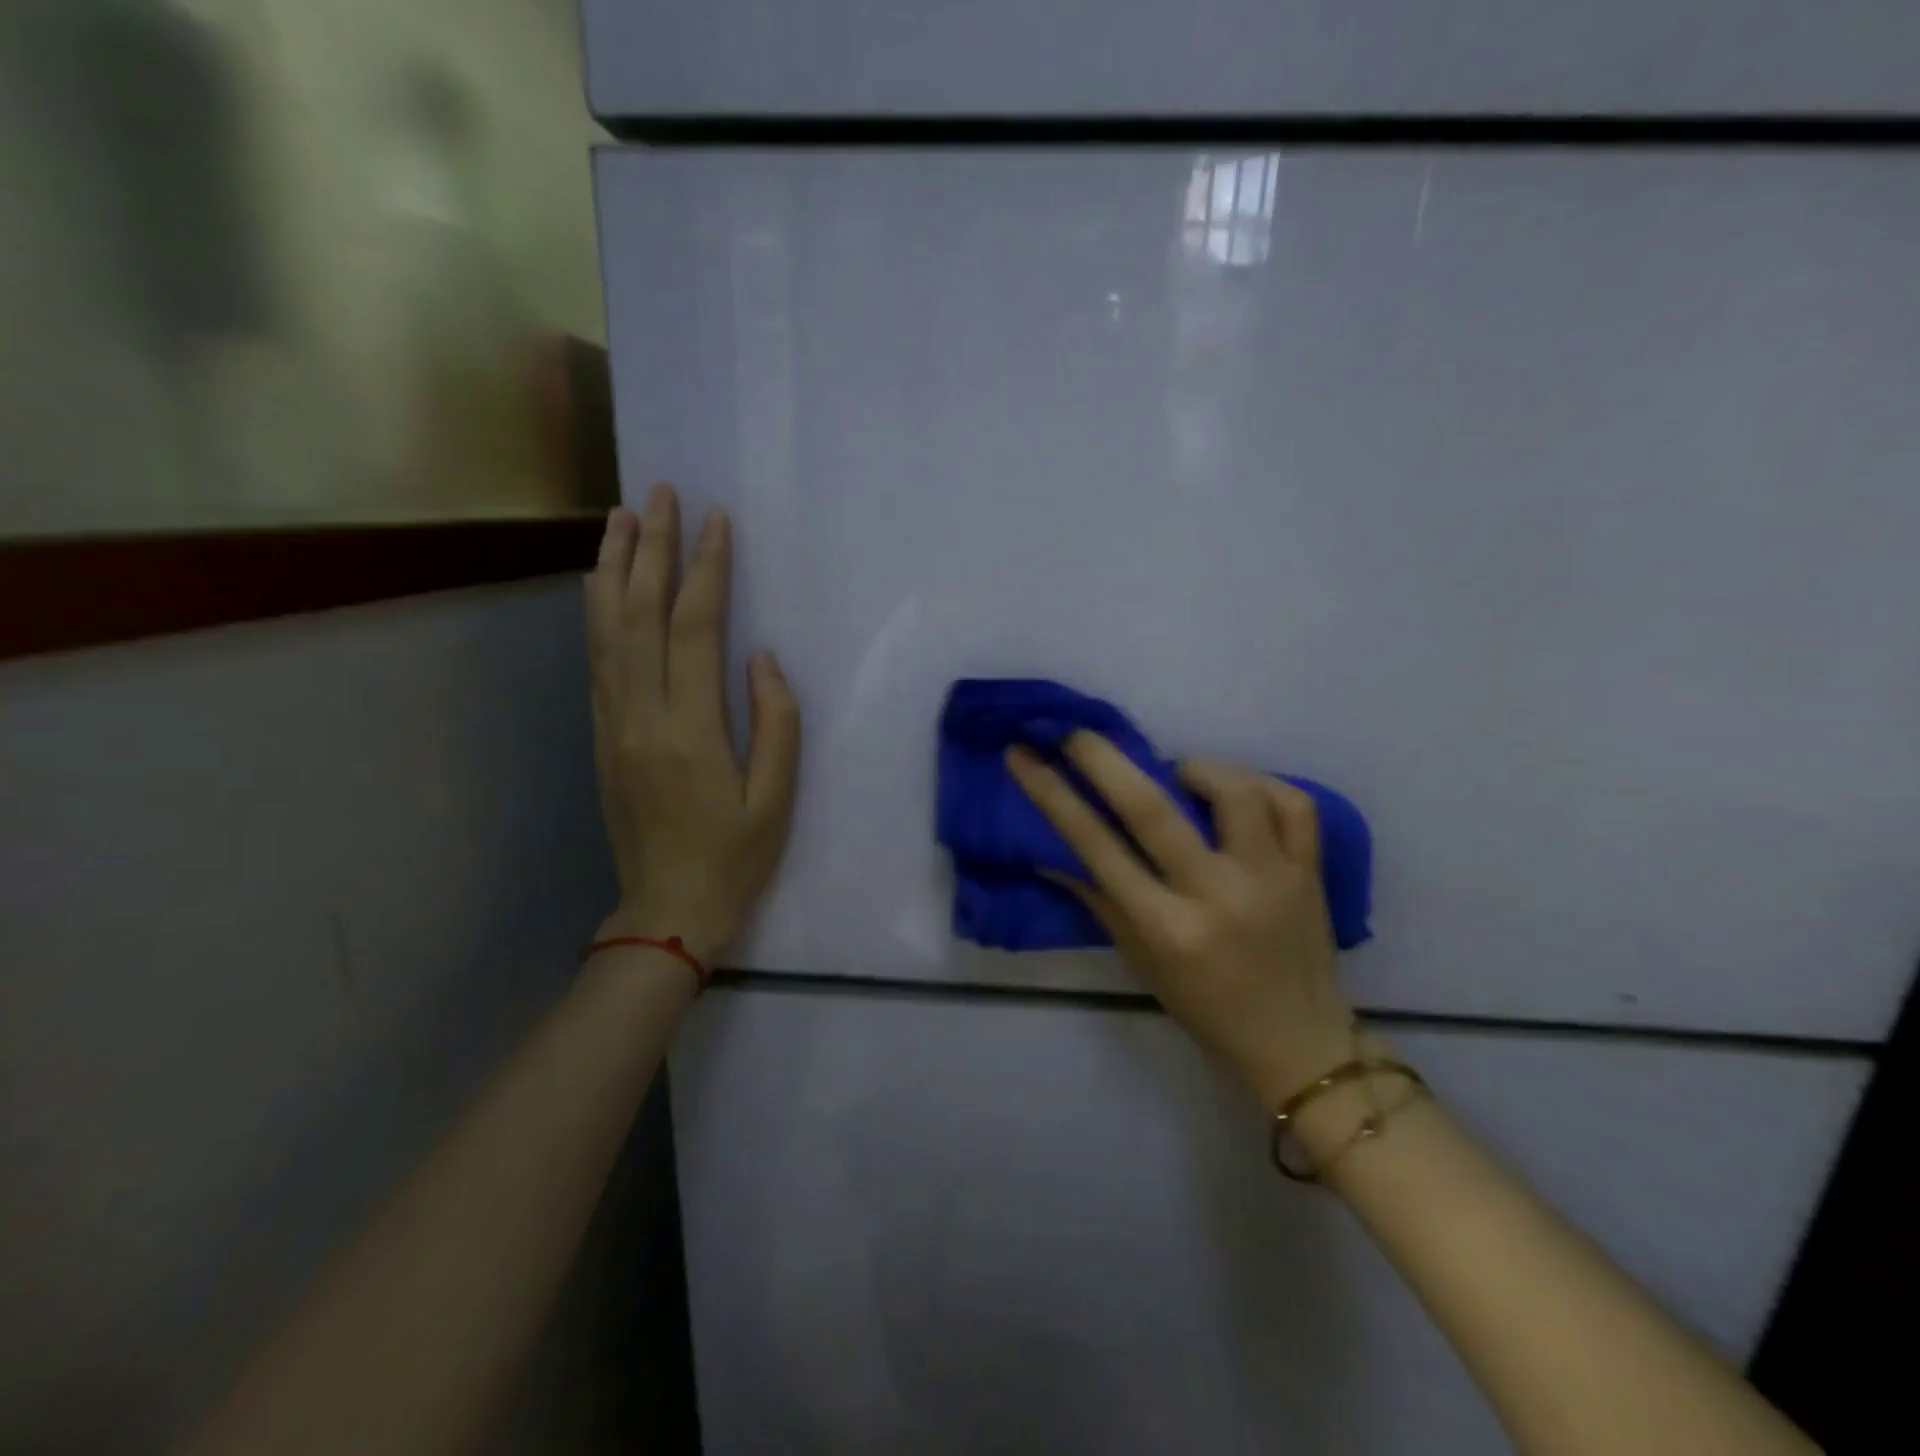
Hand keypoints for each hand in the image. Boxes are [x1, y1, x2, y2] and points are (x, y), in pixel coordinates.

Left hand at [585, 485, 800, 963]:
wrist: (667, 910)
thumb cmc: (735, 857)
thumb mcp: (777, 799)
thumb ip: (777, 723)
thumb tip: (762, 659)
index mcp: (690, 730)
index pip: (695, 629)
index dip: (706, 570)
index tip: (716, 520)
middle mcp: (640, 715)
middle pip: (640, 615)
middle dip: (652, 549)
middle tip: (660, 493)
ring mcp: (612, 724)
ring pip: (605, 631)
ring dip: (613, 568)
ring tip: (621, 517)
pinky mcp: (601, 736)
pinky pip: (595, 660)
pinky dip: (596, 612)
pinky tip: (601, 584)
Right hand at [1008, 736, 1355, 1109]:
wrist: (1297, 1043)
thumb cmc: (1204, 1007)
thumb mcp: (1140, 961)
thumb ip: (1099, 899)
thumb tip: (1052, 850)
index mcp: (1167, 928)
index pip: (1095, 846)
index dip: (1052, 793)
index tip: (1024, 755)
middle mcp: (1217, 895)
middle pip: (1153, 808)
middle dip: (1104, 759)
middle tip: (1076, 732)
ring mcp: (1272, 879)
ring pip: (1234, 791)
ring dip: (1196, 768)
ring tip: (1180, 775)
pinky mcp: (1311, 871)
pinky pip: (1293, 804)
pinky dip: (1260, 784)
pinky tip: (1239, 792)